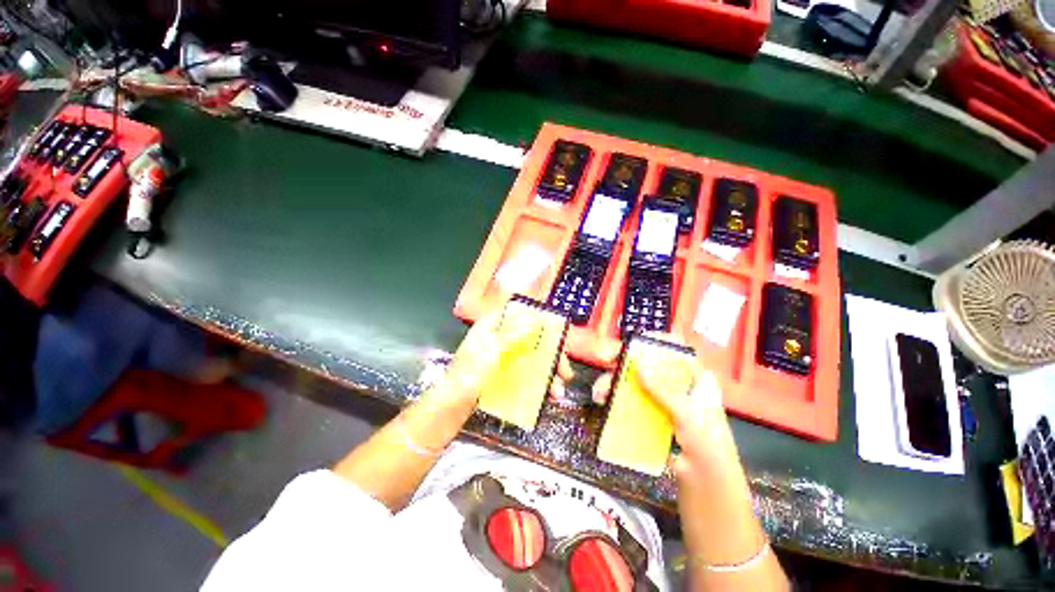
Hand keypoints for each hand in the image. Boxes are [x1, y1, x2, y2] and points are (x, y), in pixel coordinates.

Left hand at [438, 306, 574, 408]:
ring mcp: (500, 356)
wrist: (448, 410)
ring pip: (529, 356)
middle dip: (551, 354)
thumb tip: (534, 316)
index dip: (540, 320)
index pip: (520, 313)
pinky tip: (546, 395)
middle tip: (565, 371)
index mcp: (491, 326)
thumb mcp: (492, 352)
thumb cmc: (468, 377)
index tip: (558, 334)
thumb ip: (513, 334)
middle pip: (530, 337)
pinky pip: (523, 372)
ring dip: (547, 372)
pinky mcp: (501, 373)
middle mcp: (497, 337)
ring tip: (558, 391)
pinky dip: (536, 381)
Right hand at [591, 341, 739, 475]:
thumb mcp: (688, 414)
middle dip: (626, 362)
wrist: (708, 487)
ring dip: (616, 383)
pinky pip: (633, 401)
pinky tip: (605, 402)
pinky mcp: (653, 416)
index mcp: (696, 379)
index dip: (657, 341)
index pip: (677, 351)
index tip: (635, 341)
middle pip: (651, 364)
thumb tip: (640, 363)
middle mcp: (679, 386)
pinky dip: (618, 400)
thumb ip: (663, 389)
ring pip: (637, 382)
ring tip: (600, 392)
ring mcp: (664, 401)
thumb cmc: (708, 446)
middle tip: (607, 362)